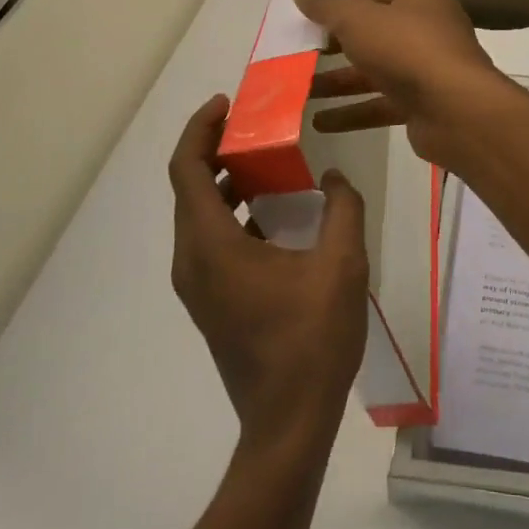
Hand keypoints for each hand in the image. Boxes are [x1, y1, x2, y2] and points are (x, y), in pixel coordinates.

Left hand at [168, 96, 369, 453]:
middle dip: (216, 150)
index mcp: (211, 245)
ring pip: (199, 216)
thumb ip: (342, 210)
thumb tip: (334, 180)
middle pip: (189, 188)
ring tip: (268, 164)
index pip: (186, 169)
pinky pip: (211, 241)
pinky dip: (233, 214)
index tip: (227, 103)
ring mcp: (197, 286)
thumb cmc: (311, 341)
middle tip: (255, 127)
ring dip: (226, 183)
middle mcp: (192, 260)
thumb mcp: (341, 266)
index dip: (200, 129)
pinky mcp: (211, 302)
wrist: (288, 424)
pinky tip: (275, 216)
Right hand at [290, 0, 511, 168]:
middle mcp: (426, 24)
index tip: (308, 20)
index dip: (340, 4)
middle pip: (372, 31)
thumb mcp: (356, 20)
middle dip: (335, 46)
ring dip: (338, 82)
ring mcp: (427, 65)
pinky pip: (382, 102)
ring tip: (299, 92)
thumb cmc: (405, 48)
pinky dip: (353, 111)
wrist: (456, 109)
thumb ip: (325, 5)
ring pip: (375, 69)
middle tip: (298, 55)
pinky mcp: (424, 101)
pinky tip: (320, 123)